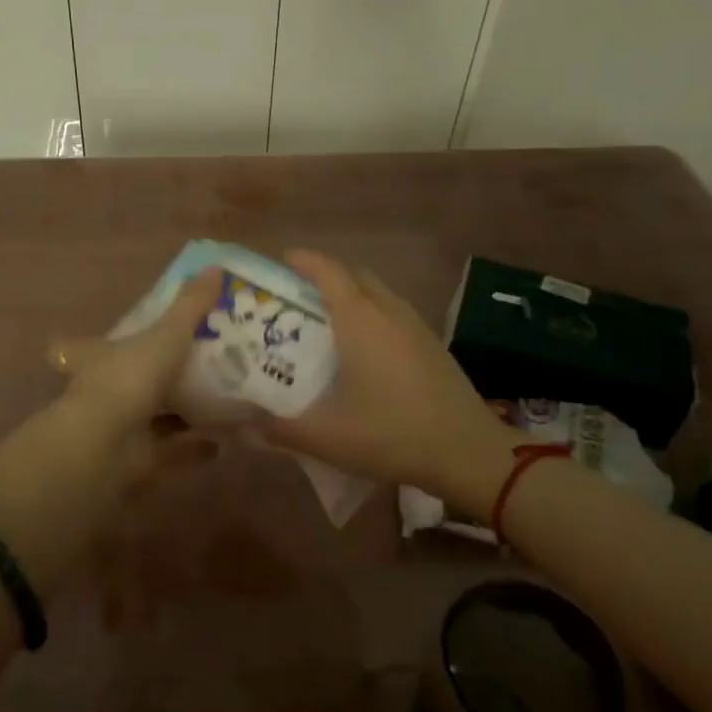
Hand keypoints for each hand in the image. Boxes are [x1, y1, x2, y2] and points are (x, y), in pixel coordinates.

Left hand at [45, 267, 223, 484]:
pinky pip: (170, 450)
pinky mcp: (135, 461)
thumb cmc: (129, 379)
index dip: (106, 339)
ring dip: (181, 411)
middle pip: (129, 380)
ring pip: (152, 415)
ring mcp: (118, 428)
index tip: (126, 335)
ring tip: (218, 401)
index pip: (91, 344)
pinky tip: (222, 441)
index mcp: (101, 357)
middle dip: (158, 375)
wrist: (105, 447)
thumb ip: (191, 306)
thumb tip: (215, 268)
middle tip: (199, 366)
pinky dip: (194, 447)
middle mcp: (105, 391)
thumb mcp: (166, 335)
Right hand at [261, 250, 519, 511]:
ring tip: (326, 322)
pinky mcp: (431, 343)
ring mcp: (415, 325)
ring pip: (377, 293)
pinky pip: (393, 312)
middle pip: (353, 275)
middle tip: (297, 298)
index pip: (327, 271)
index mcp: (359, 319)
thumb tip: (243, 422)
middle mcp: (388, 310)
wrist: (468, 451)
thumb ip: (279, 428)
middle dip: (325, 276)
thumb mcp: (326, 437)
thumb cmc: (392, 434)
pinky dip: (372, 314)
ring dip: (351, 295)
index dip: (302, 261)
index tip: (280, 261)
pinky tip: (364, 349)